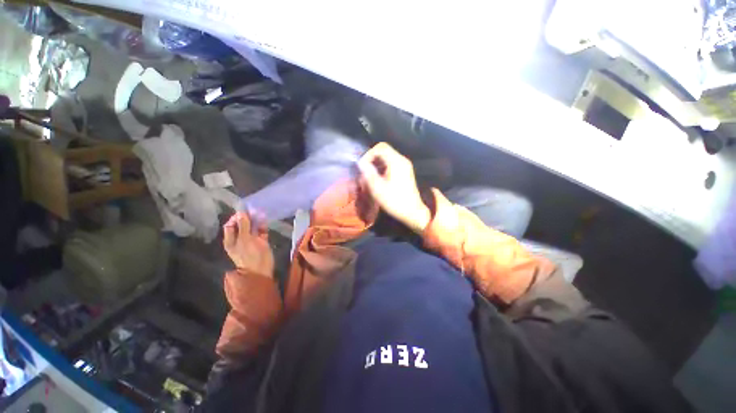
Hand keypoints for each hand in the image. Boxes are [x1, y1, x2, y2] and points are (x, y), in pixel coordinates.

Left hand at [223, 212, 273, 277]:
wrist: (260, 269)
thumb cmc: (248, 255)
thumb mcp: (244, 240)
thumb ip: (243, 226)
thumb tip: (241, 213)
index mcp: (231, 240)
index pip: (230, 226)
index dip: (235, 218)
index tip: (243, 212)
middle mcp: (240, 238)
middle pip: (242, 225)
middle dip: (247, 218)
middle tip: (253, 210)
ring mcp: (252, 240)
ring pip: (253, 227)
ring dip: (256, 220)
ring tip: (260, 212)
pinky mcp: (261, 241)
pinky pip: (261, 231)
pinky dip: (263, 225)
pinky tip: (265, 219)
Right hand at [358, 142, 430, 232]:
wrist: (413, 211)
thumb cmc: (395, 201)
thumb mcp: (378, 188)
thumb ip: (368, 173)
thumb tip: (361, 163)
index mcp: (396, 162)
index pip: (380, 147)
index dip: (369, 154)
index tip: (362, 166)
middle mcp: (402, 160)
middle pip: (384, 150)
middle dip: (372, 158)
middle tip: (364, 170)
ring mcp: (405, 165)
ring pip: (387, 156)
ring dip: (376, 163)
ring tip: (369, 175)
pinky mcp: (405, 171)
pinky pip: (391, 163)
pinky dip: (382, 167)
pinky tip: (378, 178)